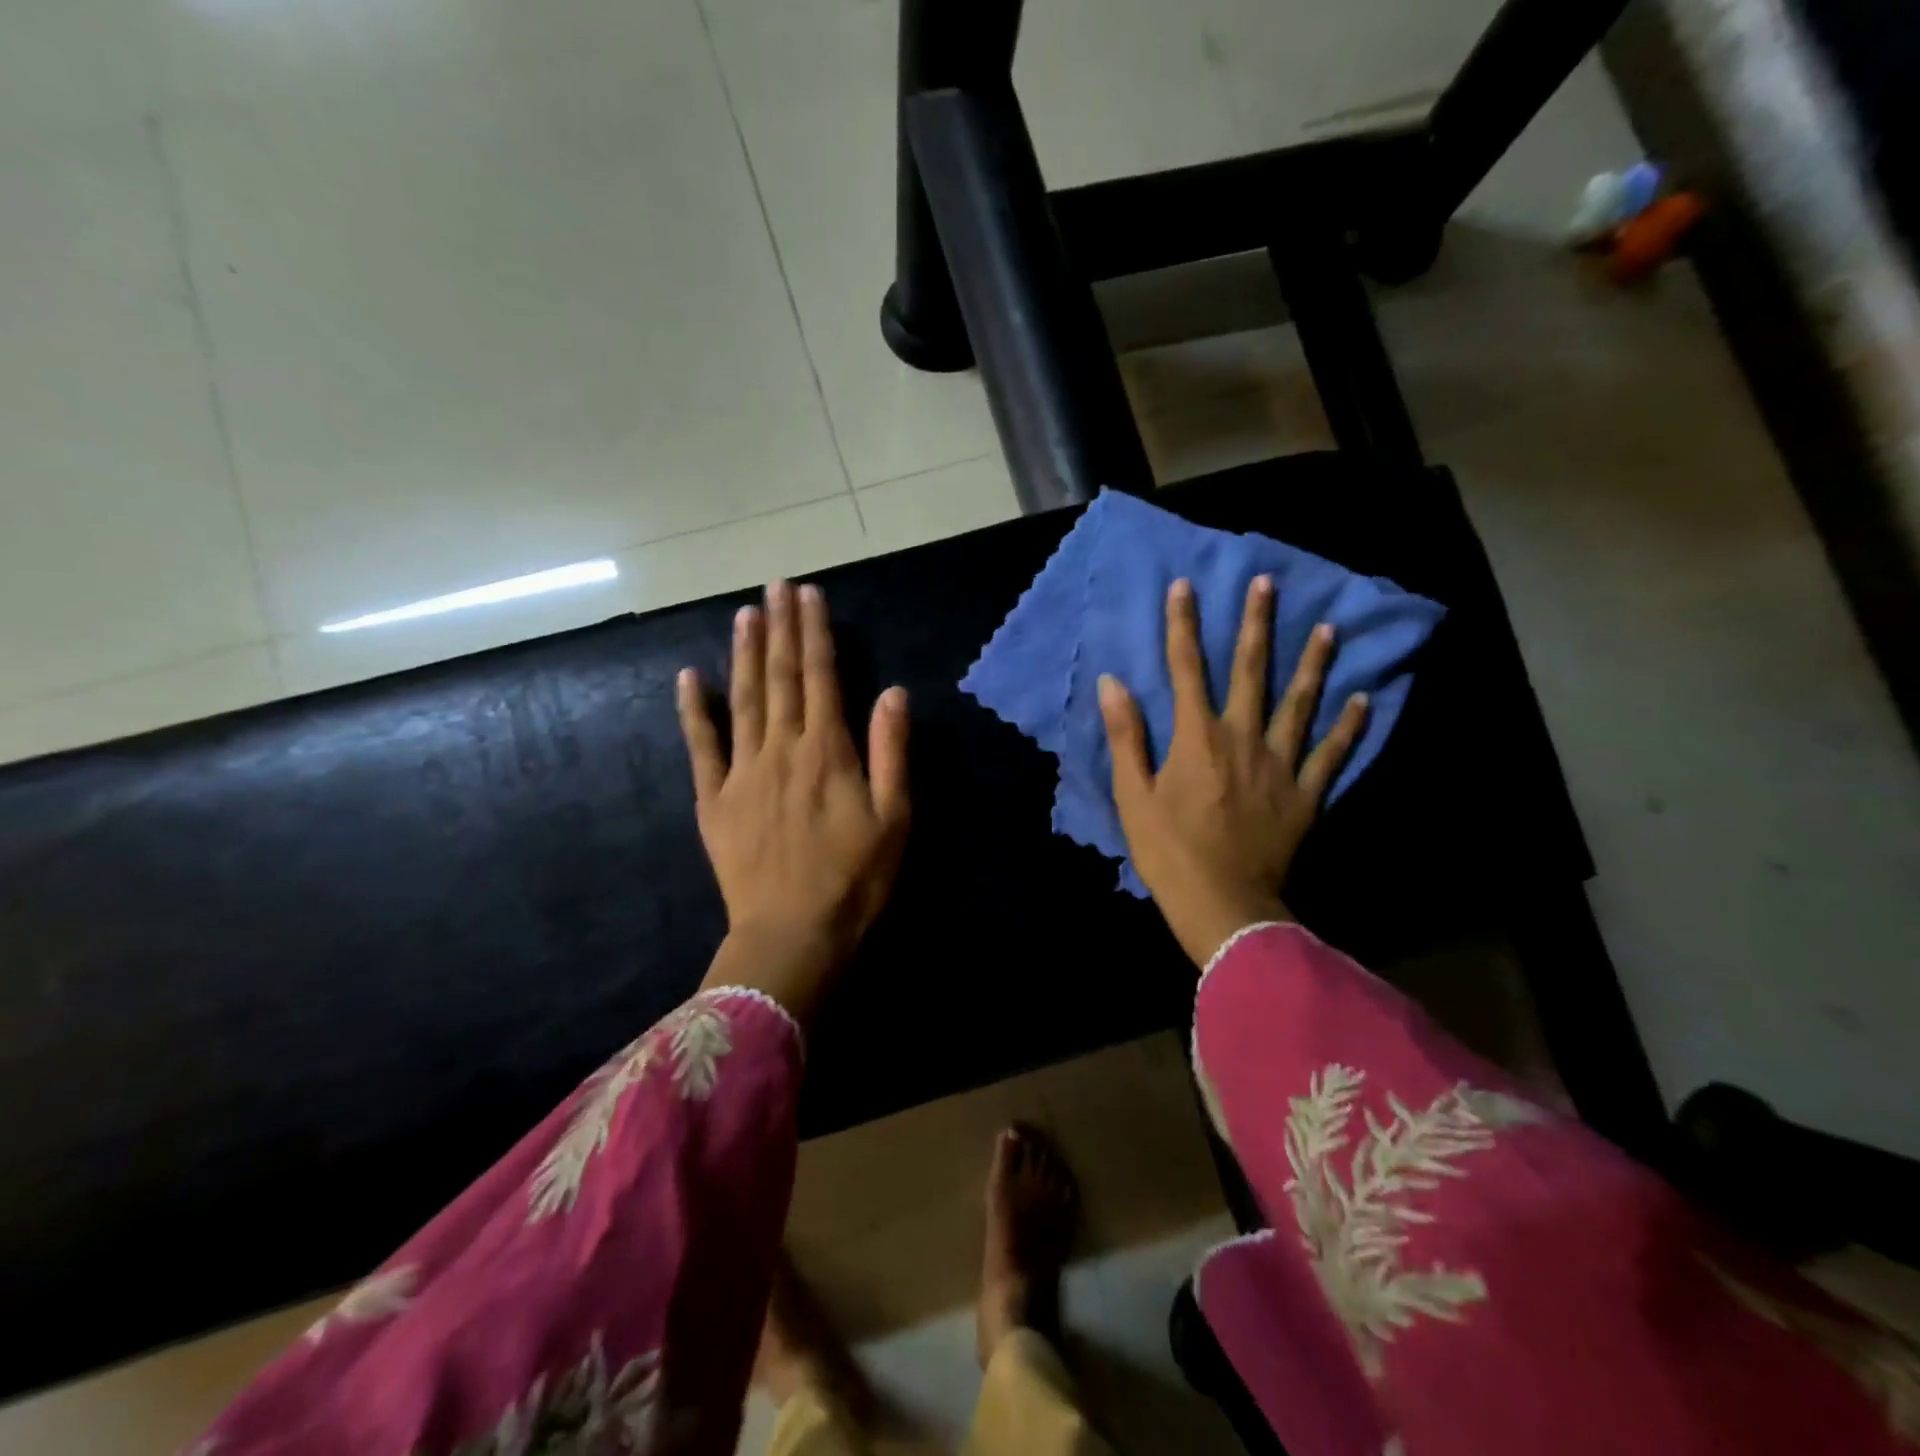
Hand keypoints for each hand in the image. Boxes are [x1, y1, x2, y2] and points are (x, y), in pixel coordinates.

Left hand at [678, 580, 909, 1019]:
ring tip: (745, 614)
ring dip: (743, 654)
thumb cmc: (854, 880)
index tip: (810, 595)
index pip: (821, 677)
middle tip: (777, 586)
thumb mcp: (894, 819)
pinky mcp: (714, 799)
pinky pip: (701, 747)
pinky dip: (694, 710)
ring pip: (742, 700)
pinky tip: (689, 678)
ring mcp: (742, 772)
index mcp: (828, 751)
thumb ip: (891, 752)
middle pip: (780, 678)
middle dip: (780, 628)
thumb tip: (892, 692)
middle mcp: (782, 750)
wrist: (793, 935)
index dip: (815, 633)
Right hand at [1099, 576, 1367, 967]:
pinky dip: (1349, 726)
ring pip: (1300, 703)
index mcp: (1197, 737)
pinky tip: (1362, 700)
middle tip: (1268, 583)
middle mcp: (1243, 738)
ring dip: (1313, 663)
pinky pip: (1332, 754)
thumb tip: (1113, 683)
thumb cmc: (1169, 851)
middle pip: (1251, 671)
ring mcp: (1281, 764)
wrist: (1223, 903)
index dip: (1183, 625)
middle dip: (1256, 624)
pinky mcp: (1307, 794)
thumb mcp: (1133, 795)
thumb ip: (1127, 736)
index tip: (1184, 586)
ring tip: (1328, 628)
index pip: (1187, 669)